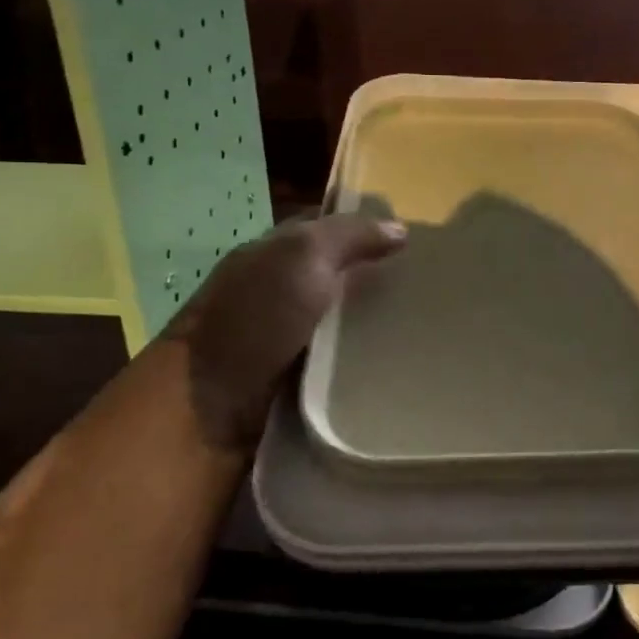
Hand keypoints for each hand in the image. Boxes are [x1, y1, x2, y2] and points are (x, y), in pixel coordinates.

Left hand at [165, 213, 405, 453]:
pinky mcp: (296, 383)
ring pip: (344, 323)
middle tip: (431, 287)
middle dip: (379, 279)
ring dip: (377, 325)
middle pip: (339, 277)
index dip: (366, 227)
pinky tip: (399, 362)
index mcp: (272, 254)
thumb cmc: (253, 320)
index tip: (415, 238)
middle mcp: (278, 292)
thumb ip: (350, 235)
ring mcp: (286, 340)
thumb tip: (400, 229)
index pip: (326, 229)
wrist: (207, 411)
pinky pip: (341, 364)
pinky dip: (365, 363)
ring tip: (427, 328)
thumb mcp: (302, 257)